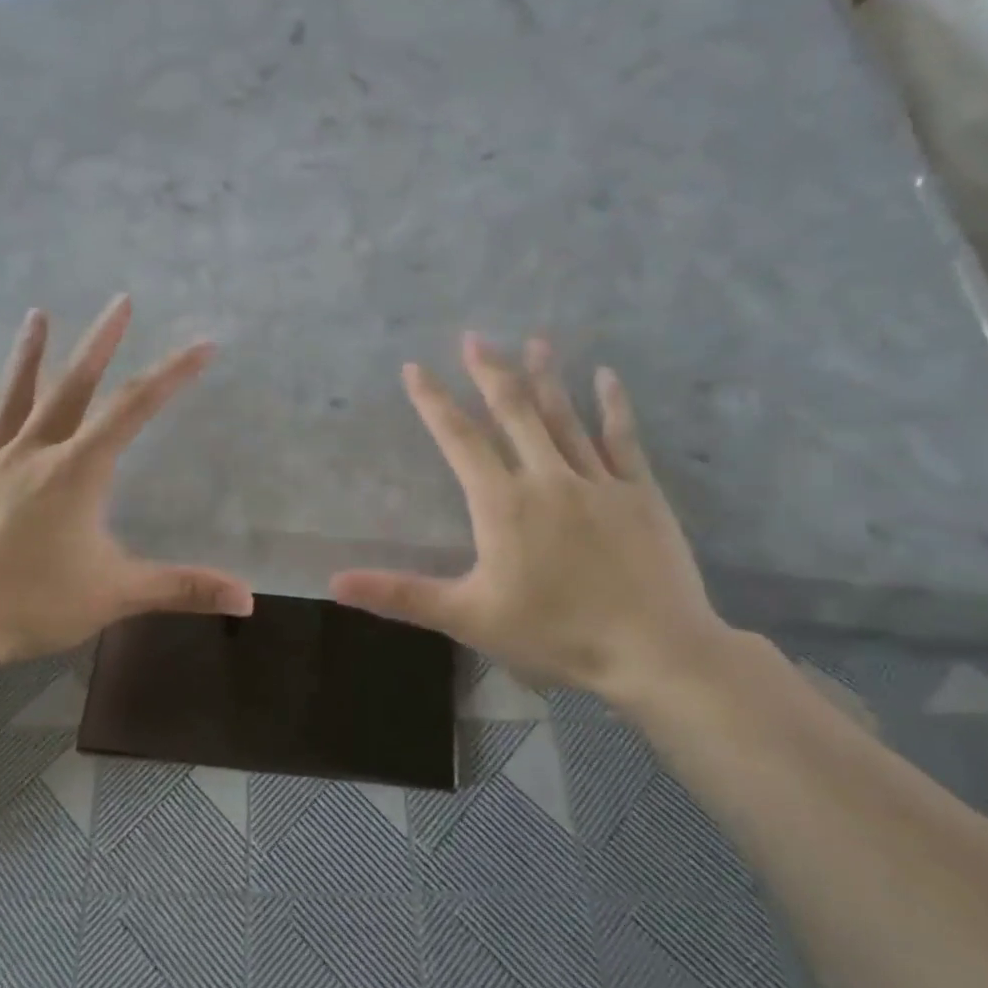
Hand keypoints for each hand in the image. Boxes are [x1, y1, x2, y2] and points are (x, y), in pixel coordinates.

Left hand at [0, 296, 253, 678]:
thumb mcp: (115, 596)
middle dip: (101, 343)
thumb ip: (182, 589)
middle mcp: (32, 453)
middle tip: (119, 302)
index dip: (173, 375)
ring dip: (30, 354)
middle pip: (73, 387)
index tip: (202, 346)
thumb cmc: (30, 607)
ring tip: (40, 314)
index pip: (135, 411)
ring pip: (14, 397)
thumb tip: (249, 599)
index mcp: (76, 473)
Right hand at [330, 334, 729, 710]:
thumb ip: (400, 595)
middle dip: (489, 373)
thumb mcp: (467, 617)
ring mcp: (597, 481)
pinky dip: (613, 405)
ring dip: (545, 377)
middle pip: (513, 413)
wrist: (653, 651)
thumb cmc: (553, 634)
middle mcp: (547, 478)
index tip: (415, 367)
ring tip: (534, 341)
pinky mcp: (639, 493)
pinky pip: (623, 438)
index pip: (459, 439)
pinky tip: (606, 376)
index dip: (434, 402)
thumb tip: (334, 583)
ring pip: (564, 417)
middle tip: (474, 337)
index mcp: (502, 503)